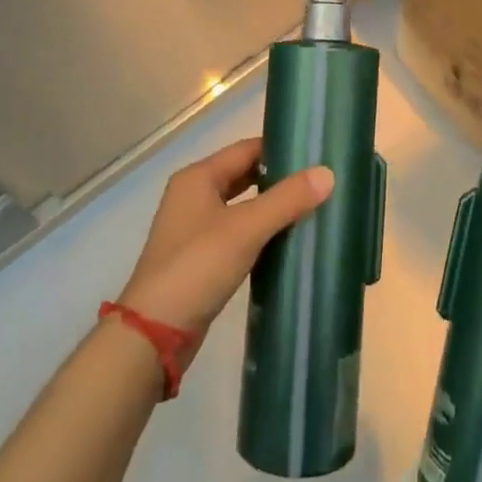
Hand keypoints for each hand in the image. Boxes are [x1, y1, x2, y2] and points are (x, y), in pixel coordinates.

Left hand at [117, 137, 332, 364]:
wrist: (154, 333)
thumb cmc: (197, 266)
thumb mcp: (246, 228)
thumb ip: (286, 199)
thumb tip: (327, 173)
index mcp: (198, 177)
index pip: (246, 149)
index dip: (279, 149)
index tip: (315, 154)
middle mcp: (193, 196)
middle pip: (243, 175)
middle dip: (278, 179)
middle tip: (318, 181)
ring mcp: (194, 229)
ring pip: (241, 206)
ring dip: (270, 207)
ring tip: (310, 208)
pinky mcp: (200, 259)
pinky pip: (237, 233)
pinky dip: (260, 232)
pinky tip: (286, 241)